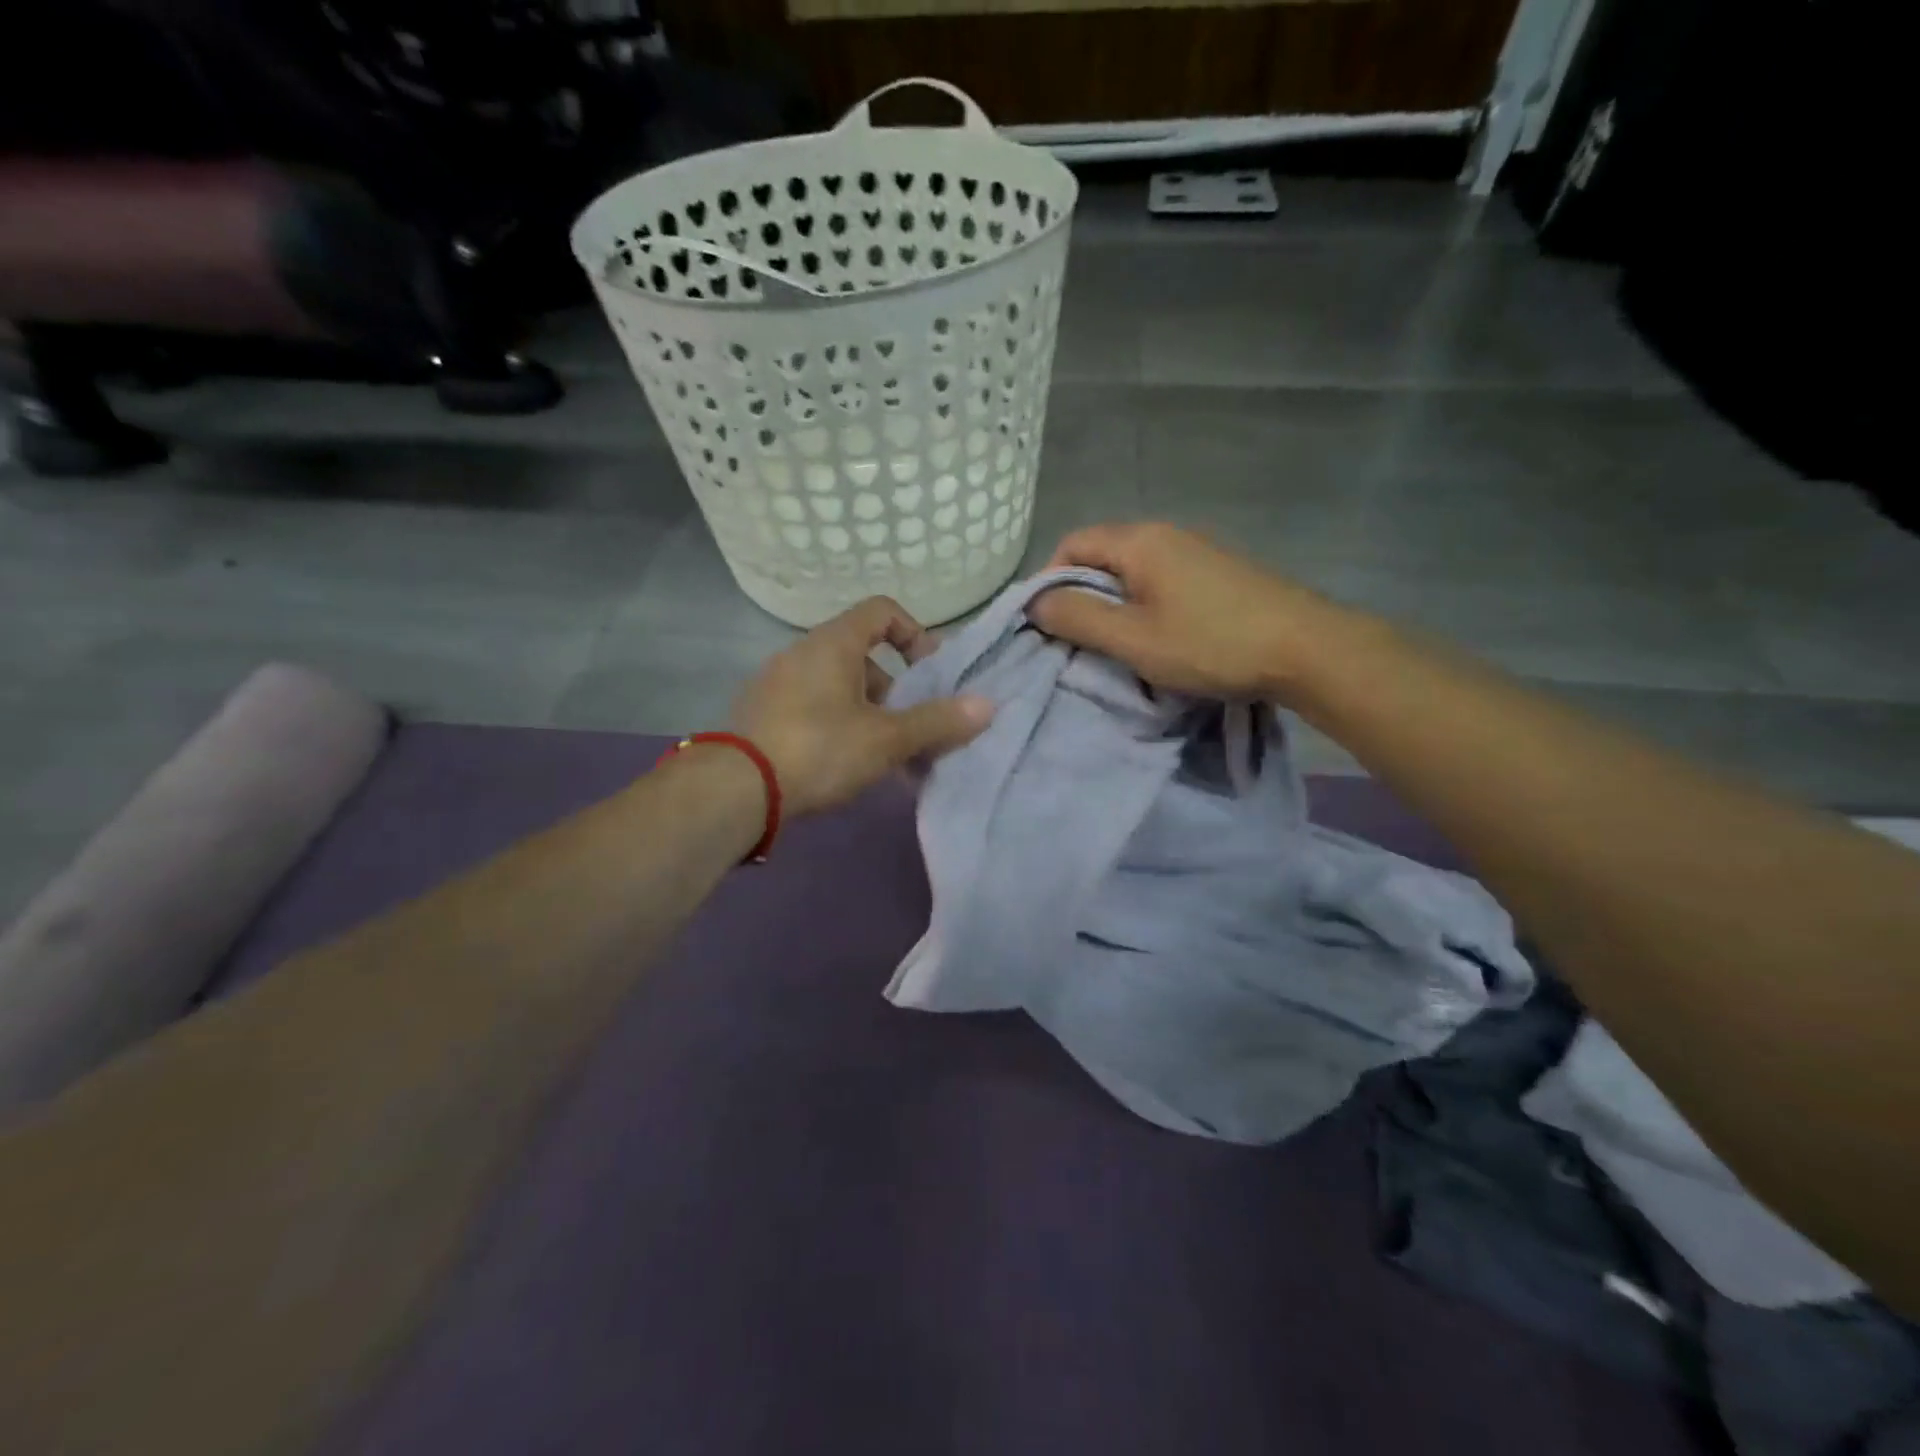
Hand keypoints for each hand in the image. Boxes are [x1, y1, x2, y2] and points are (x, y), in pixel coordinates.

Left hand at [730, 597, 993, 815]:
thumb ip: (937, 722)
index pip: (882, 611)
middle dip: (896, 692)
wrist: (734, 790)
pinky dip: (839, 728)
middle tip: (912, 731)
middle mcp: (802, 653)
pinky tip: (848, 769)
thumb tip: (988, 705)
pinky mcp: (761, 716)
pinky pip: (813, 710)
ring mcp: (776, 684)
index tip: (931, 674)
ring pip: (838, 689)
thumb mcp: (886, 738)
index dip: (915, 634)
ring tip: (886, 760)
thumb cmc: (819, 749)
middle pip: (863, 657)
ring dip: (870, 716)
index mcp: (833, 644)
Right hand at [1031, 522, 1351, 700]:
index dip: (1048, 581)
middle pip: (1101, 555)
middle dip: (1080, 595)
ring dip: (1112, 603)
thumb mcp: (1133, 639)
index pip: (1072, 544)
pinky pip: (1161, 580)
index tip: (1047, 624)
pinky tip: (1155, 636)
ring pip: (1132, 571)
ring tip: (1114, 644)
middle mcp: (1166, 534)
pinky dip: (1143, 605)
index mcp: (1140, 541)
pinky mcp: (1217, 572)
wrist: (1306, 648)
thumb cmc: (1210, 643)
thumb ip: (1078, 618)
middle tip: (1077, 640)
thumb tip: (1034, 603)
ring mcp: (1196, 550)